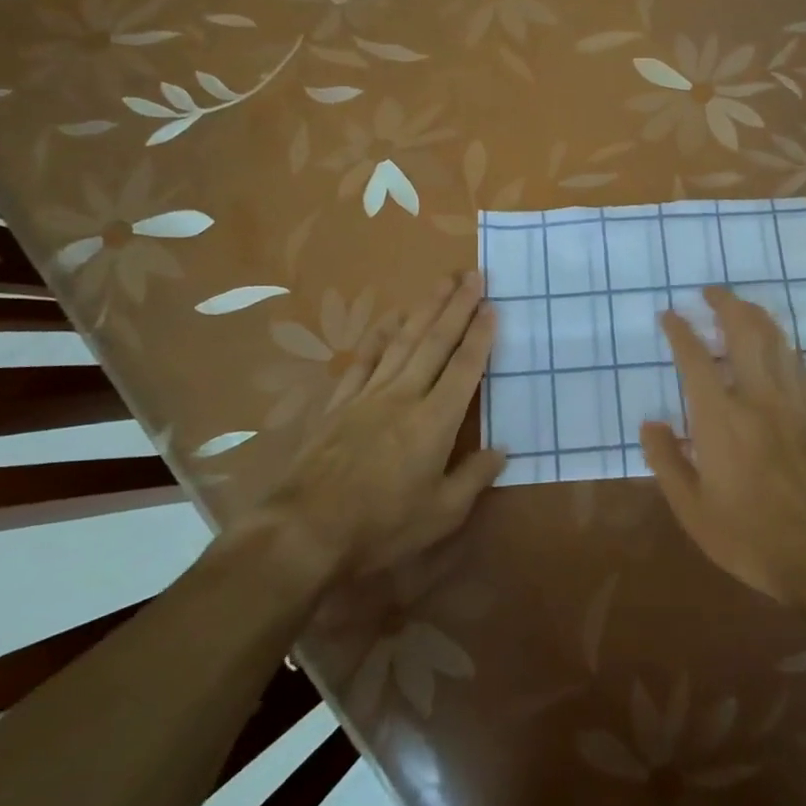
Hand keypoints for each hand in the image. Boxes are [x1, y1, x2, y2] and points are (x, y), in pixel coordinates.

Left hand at [243, 271, 505, 581]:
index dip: (480, 335)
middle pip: (435, 341)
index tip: (492, 305)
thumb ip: (473, 478)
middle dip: (457, 306)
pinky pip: (364, 359)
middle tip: (473, 275)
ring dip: (424, 309)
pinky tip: (389, 318)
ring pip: (403, 341)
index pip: (465, 367)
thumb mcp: (441, 515)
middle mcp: (404, 396)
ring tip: (442, 283)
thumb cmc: (381, 526)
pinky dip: (379, 335)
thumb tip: (501, 450)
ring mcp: (369, 395)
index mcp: (435, 421)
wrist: (304, 530)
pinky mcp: (340, 403)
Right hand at [641, 287, 805, 608]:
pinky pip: (798, 363)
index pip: (696, 358)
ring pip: (776, 340)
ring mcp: (794, 402)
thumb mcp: (692, 510)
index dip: (680, 331)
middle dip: (725, 304)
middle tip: (711, 292)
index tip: (670, 315)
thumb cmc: (750, 537)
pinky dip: (781, 344)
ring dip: (755, 316)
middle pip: (745, 330)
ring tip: (741, 308)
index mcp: (721, 419)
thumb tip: (651, 423)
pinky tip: (776, 347)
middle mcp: (758, 397)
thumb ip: (666, 461)